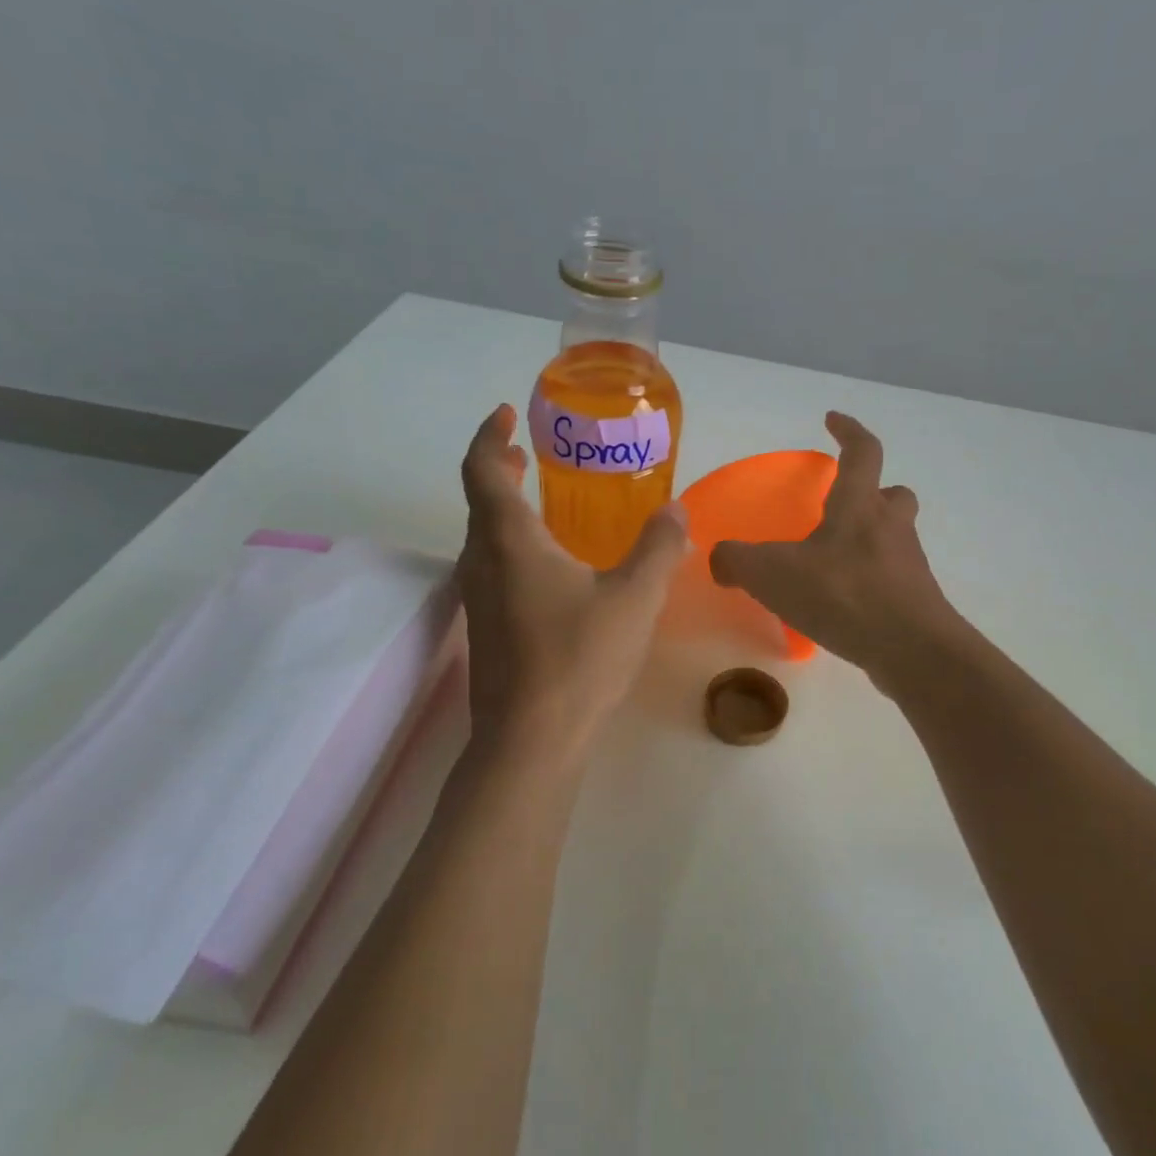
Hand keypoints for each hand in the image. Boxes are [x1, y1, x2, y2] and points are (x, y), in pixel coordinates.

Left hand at [458, 405, 687, 752]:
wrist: (531, 741)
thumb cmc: (579, 658)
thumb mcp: (634, 598)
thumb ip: (659, 547)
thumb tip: (676, 509)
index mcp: (509, 540)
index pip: (481, 468)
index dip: (489, 435)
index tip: (508, 414)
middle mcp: (482, 561)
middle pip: (480, 500)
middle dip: (501, 468)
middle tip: (530, 453)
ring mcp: (478, 599)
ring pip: (484, 537)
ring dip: (506, 509)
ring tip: (544, 502)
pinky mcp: (486, 630)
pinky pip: (493, 567)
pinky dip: (513, 545)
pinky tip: (551, 568)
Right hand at [708, 412, 961, 687]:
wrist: (910, 649)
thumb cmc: (843, 595)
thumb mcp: (772, 574)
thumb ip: (737, 561)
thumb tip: (719, 560)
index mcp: (860, 506)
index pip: (863, 451)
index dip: (848, 430)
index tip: (832, 420)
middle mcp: (891, 527)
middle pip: (893, 494)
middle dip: (873, 491)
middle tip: (846, 504)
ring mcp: (909, 564)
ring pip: (896, 536)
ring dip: (872, 538)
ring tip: (836, 561)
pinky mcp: (916, 600)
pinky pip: (893, 578)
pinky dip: (871, 581)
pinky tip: (845, 604)